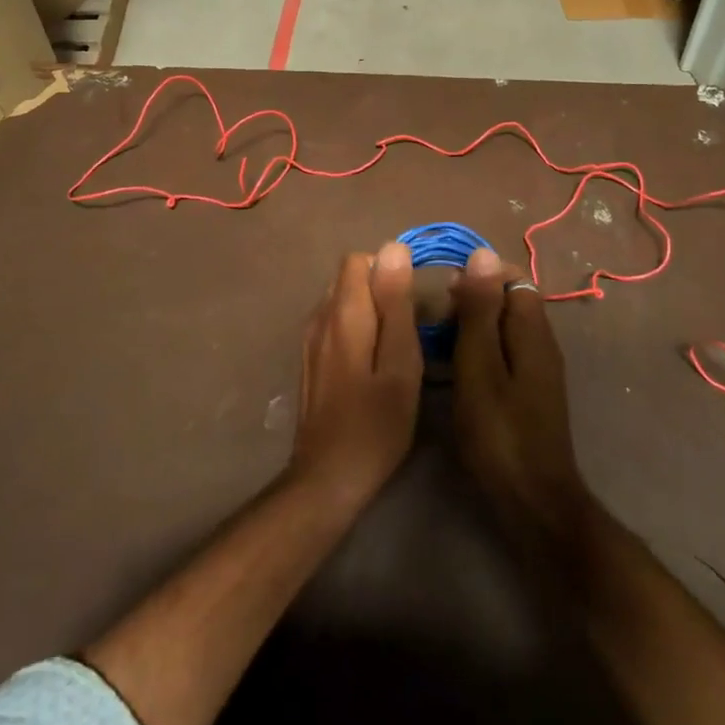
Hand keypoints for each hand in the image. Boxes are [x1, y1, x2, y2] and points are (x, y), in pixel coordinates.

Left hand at [292, 244, 423, 510]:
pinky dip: (357, 329)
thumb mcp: (400, 363)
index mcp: (343, 313)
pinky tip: (373, 362)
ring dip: (370, 310)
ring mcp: (310, 340)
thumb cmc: (376, 423)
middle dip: (381, 289)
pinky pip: (335, 324)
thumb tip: (394, 248)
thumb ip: (396, 304)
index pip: (359, 260)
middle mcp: (320, 317)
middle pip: (349, 278)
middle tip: (411, 327)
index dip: (389, 270)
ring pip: (342, 301)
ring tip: (395, 346)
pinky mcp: (310, 360)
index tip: (414, 301)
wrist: (328, 477)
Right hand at [450, 248, 591, 539]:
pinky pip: (502, 354)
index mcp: (532, 331)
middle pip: (508, 301)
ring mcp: (537, 370)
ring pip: (503, 329)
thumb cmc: (499, 432)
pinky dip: (478, 351)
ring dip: (472, 326)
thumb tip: (482, 253)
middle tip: (433, 318)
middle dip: (471, 300)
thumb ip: (481, 311)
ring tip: (435, 340)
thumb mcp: (480, 366)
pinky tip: (452, 368)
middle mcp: (541, 343)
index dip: (478, 275)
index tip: (443, 289)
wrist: (532, 502)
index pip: (512, 278)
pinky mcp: (528, 393)